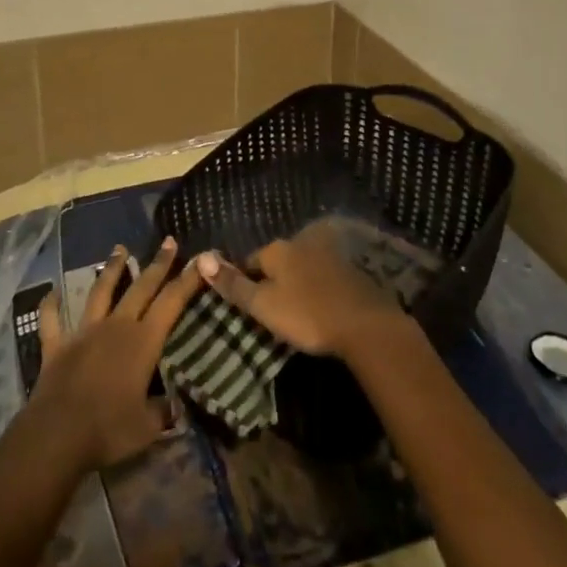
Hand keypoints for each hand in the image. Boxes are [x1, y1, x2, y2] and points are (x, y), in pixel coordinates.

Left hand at [24, 238, 207, 472]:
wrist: (57, 434)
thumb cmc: (109, 429)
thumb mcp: (148, 428)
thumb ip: (163, 411)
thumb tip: (176, 406)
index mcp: (142, 341)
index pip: (171, 303)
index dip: (188, 280)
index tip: (201, 259)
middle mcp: (115, 326)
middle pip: (140, 288)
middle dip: (157, 264)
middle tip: (168, 241)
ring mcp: (84, 332)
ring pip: (100, 292)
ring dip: (112, 269)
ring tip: (120, 249)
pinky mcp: (57, 345)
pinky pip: (52, 320)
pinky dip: (52, 305)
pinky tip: (52, 292)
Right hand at [196, 223, 402, 356]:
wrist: (365, 324)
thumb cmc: (307, 315)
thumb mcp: (263, 305)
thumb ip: (233, 285)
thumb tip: (201, 259)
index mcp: (277, 249)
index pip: (251, 261)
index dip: (245, 282)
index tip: (247, 305)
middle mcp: (301, 242)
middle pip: (278, 261)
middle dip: (273, 280)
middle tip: (272, 310)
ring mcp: (329, 254)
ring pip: (303, 267)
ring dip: (298, 283)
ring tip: (296, 311)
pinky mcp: (351, 270)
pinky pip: (325, 276)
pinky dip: (319, 288)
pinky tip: (322, 308)